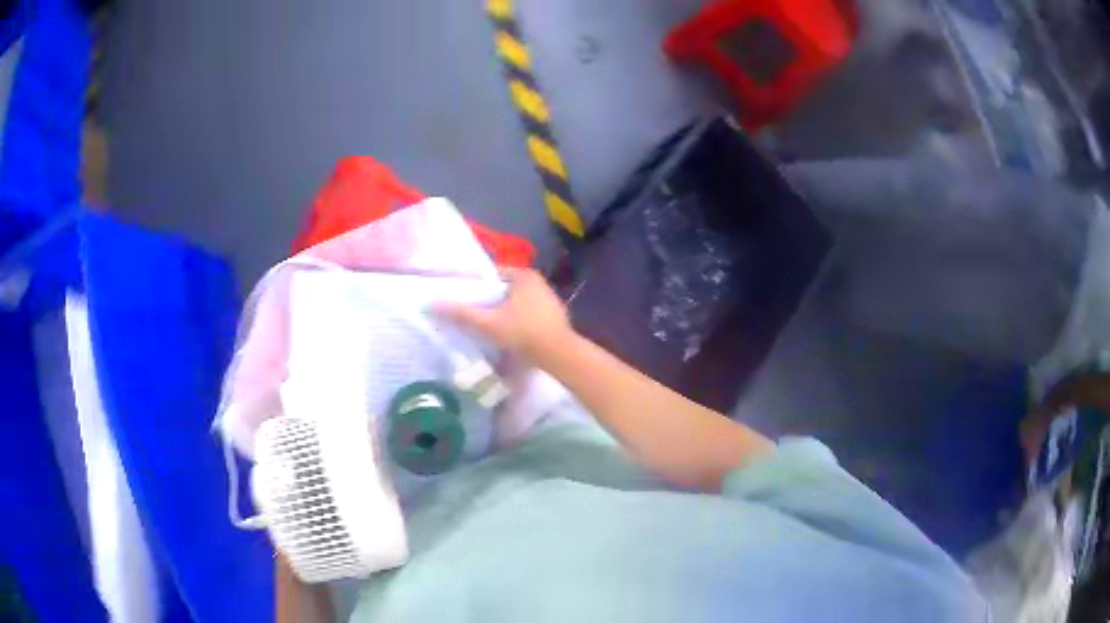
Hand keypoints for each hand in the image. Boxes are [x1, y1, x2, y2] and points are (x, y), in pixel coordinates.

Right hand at [434, 269, 573, 365]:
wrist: (559, 355)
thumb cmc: (523, 333)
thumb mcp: (488, 324)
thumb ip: (461, 313)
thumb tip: (432, 304)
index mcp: (524, 275)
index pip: (493, 275)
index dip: (477, 287)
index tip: (464, 300)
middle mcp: (539, 282)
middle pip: (505, 289)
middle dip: (490, 301)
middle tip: (473, 316)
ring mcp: (550, 300)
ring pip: (517, 303)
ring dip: (504, 313)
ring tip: (488, 328)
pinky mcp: (555, 318)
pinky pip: (529, 315)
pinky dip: (518, 322)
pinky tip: (510, 337)